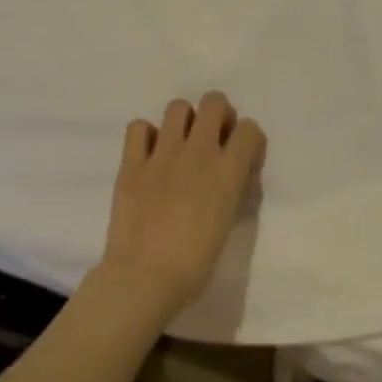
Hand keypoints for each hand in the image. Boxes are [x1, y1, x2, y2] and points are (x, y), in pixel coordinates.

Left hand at [96, 91, 265, 319]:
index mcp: (228, 171)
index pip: (250, 128)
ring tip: (180, 143)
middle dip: (218, 114)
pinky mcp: (132, 163)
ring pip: (178, 107)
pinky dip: (146, 135)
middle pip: (214, 102)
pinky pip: (138, 127)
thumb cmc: (194, 265)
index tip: (242, 155)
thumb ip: (232, 189)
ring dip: (184, 120)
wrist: (143, 279)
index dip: (248, 139)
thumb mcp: (227, 223)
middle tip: (213, 138)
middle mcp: (198, 152)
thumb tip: (232, 174)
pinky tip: (149, 154)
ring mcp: (162, 154)